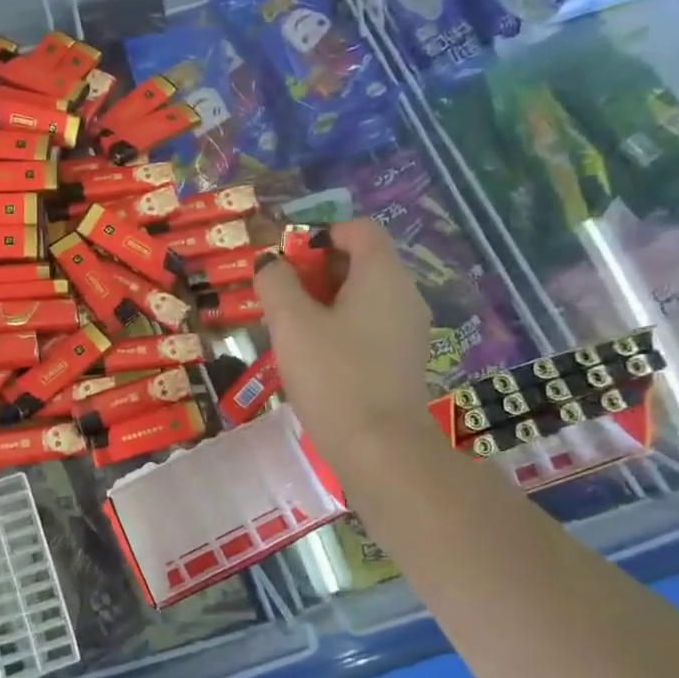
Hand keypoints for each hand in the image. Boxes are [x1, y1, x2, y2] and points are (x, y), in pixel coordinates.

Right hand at [254, 218, 437, 468]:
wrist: (380, 448)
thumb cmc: (334, 376)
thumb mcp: (292, 323)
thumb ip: (276, 283)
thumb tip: (271, 264)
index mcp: (383, 275)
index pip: (359, 229)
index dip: (320, 234)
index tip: (287, 263)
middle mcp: (404, 294)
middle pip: (360, 261)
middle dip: (316, 272)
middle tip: (281, 299)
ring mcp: (408, 329)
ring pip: (362, 296)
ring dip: (324, 302)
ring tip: (291, 330)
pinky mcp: (402, 359)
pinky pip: (369, 325)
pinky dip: (340, 327)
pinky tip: (314, 356)